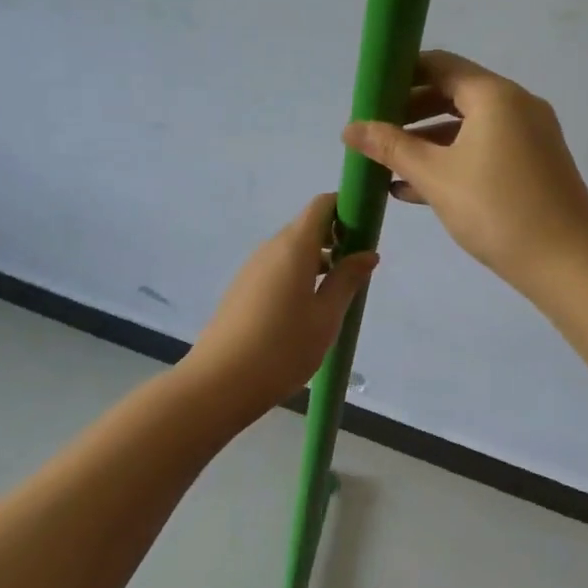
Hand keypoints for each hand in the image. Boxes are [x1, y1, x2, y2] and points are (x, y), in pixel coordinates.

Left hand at [181, 194, 377, 416]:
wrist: (219, 382)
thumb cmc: (282, 348)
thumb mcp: (326, 317)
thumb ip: (347, 280)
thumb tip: (367, 253)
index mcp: (293, 246)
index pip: (321, 205)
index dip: (346, 209)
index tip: (365, 233)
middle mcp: (270, 248)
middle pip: (307, 226)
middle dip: (336, 238)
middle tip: (357, 270)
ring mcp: (252, 268)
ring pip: (291, 250)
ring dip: (318, 260)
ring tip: (337, 294)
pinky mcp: (243, 289)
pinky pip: (277, 268)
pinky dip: (298, 275)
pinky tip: (307, 309)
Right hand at [342, 49, 587, 294]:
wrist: (569, 264)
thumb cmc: (497, 209)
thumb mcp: (435, 176)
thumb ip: (391, 147)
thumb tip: (349, 128)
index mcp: (494, 95)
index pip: (440, 64)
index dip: (401, 74)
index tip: (369, 95)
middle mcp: (516, 105)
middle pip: (453, 93)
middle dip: (409, 112)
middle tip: (374, 132)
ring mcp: (529, 135)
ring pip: (467, 126)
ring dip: (427, 141)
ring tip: (388, 164)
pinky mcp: (534, 164)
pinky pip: (484, 149)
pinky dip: (452, 159)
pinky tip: (416, 188)